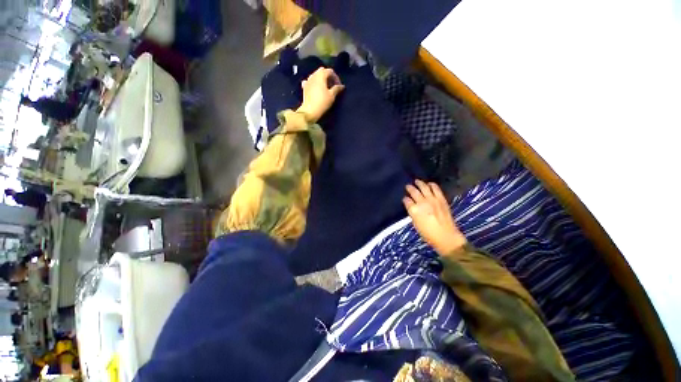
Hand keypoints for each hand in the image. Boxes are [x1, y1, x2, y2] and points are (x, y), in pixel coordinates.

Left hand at [297, 67, 344, 122]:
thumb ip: (337, 88)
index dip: (336, 77)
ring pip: (316, 76)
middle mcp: (313, 75)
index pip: (330, 71)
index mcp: (321, 75)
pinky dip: (315, 83)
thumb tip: (341, 86)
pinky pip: (310, 82)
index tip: (339, 86)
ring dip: (322, 80)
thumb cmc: (322, 102)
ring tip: (326, 88)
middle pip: (322, 71)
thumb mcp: (332, 95)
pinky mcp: (304, 87)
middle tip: (333, 85)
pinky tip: (316, 89)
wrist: (310, 111)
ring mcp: (308, 80)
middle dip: (328, 77)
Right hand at [403, 180, 467, 255]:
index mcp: (414, 210)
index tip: (405, 199)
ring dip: (419, 183)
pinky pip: (436, 189)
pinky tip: (429, 184)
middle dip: (410, 188)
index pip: (406, 200)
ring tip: (417, 181)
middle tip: (407, 186)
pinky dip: (432, 185)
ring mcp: (432, 200)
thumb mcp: (415, 224)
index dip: (405, 199)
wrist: (446, 236)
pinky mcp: (441, 199)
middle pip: (414, 192)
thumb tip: (411, 206)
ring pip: (424, 187)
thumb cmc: (428, 234)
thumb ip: (412, 213)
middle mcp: (422, 203)